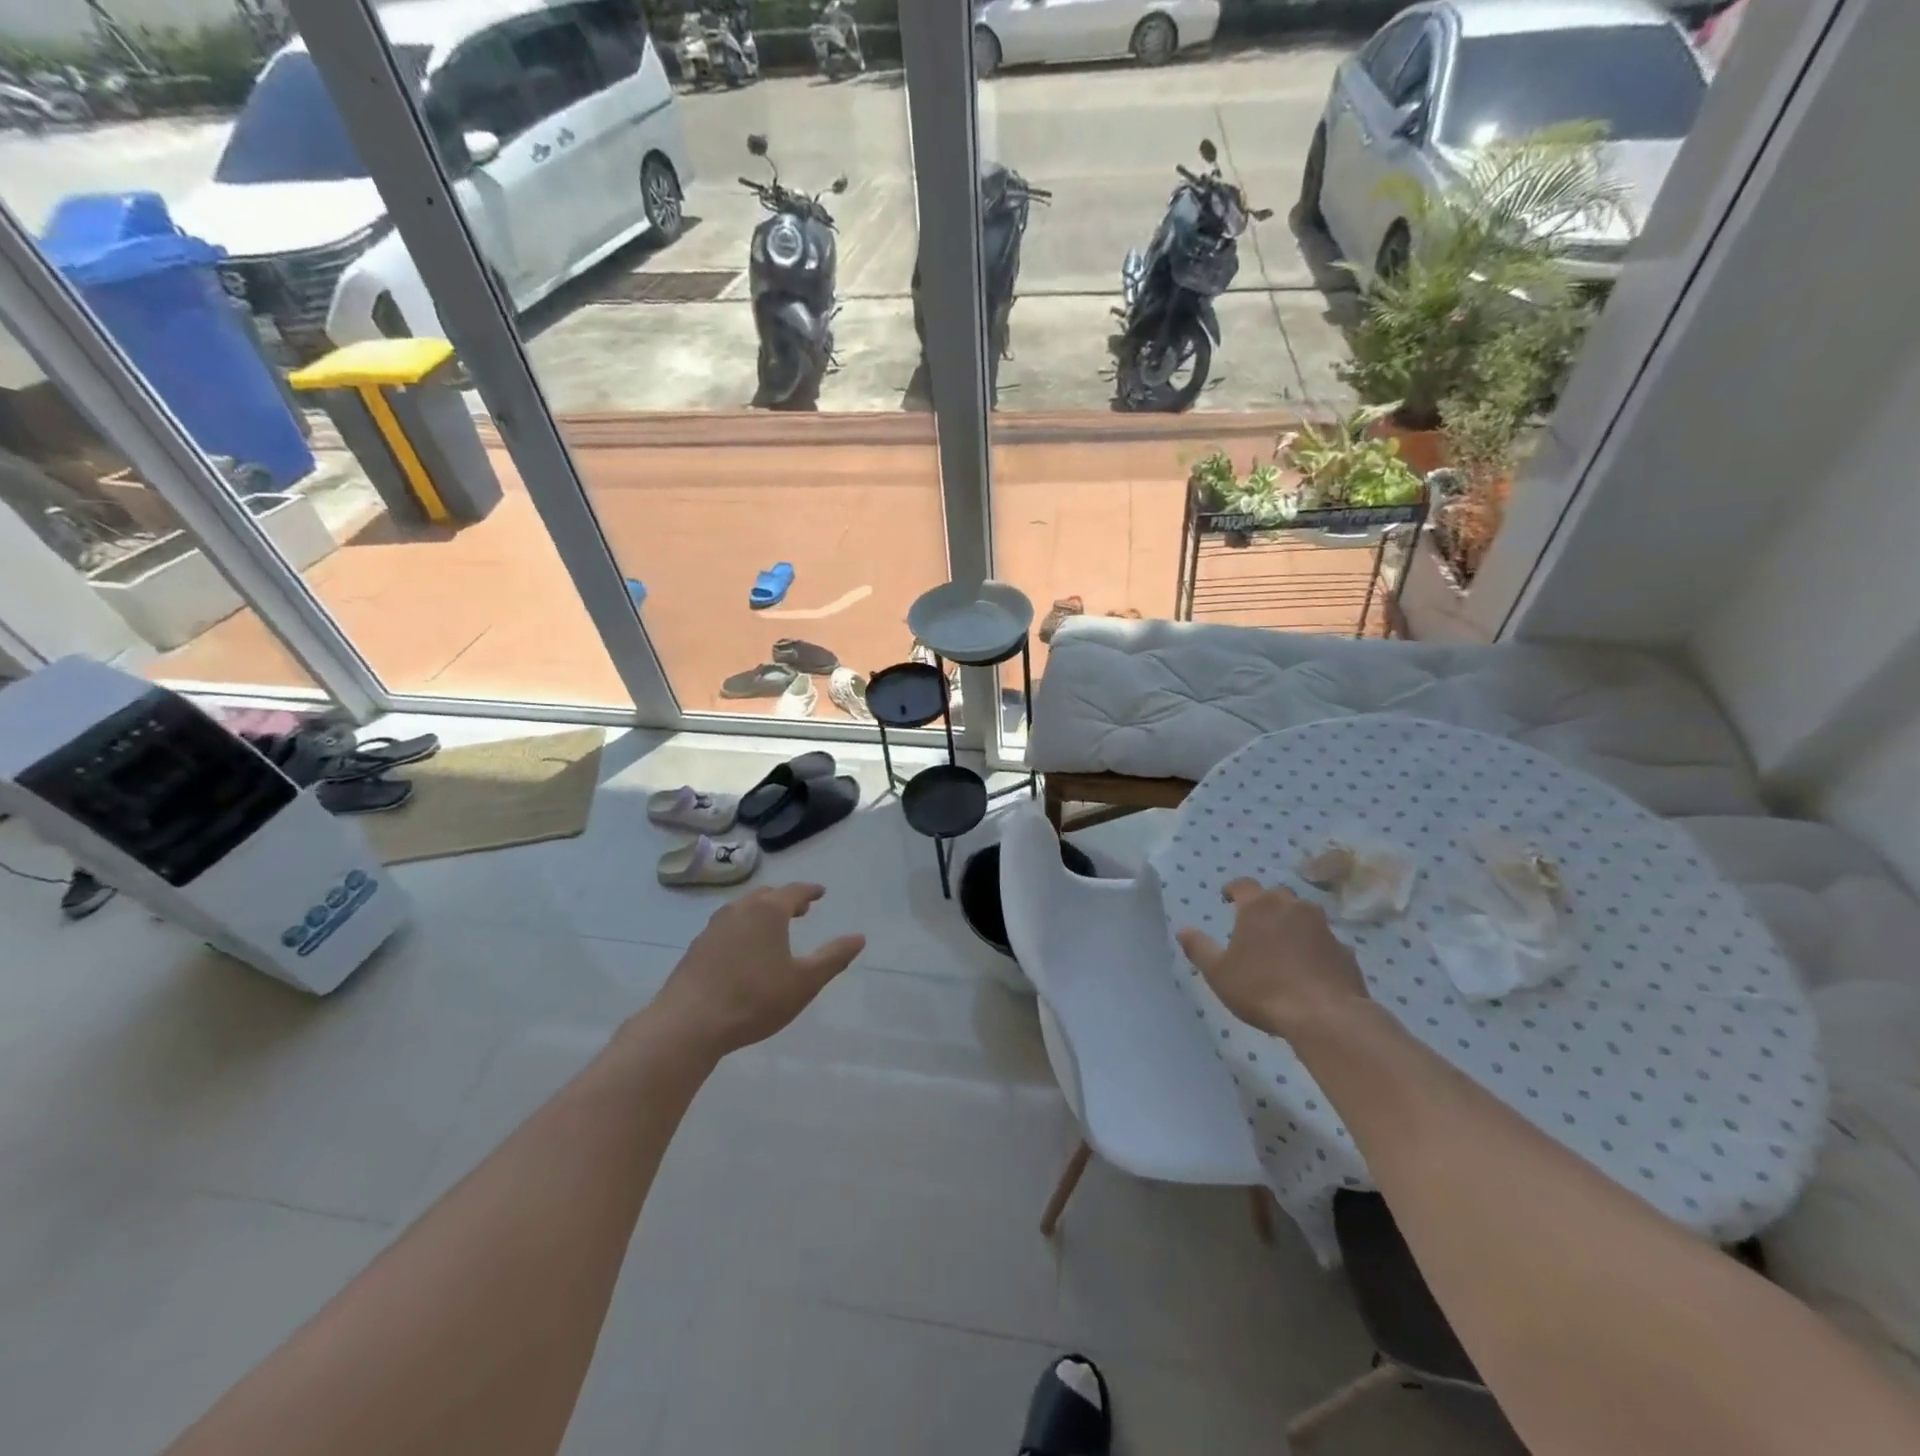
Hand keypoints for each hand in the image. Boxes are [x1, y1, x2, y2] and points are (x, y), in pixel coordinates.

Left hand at [649, 884, 864, 1057]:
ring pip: (742, 910)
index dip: (810, 891)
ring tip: (772, 928)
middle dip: (784, 899)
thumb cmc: (754, 999)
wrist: (688, 1024)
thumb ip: (833, 957)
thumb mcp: (804, 981)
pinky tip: (743, 952)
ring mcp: (712, 929)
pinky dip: (741, 930)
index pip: (793, 891)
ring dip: (760, 913)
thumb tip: (859, 937)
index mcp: (767, 911)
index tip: (820, 892)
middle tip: (800, 909)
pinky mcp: (695, 949)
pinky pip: (725, 928)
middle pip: (765, 896)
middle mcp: (738, 911)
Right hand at [1176, 879, 1370, 1040]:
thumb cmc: (1262, 988)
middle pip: (1276, 897)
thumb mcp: (1218, 972)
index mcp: (1259, 907)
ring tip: (1283, 947)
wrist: (1325, 1016)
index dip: (1232, 889)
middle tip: (1255, 925)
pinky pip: (1325, 942)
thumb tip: (1183, 930)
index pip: (1243, 884)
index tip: (1227, 898)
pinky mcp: (1345, 951)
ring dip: (1292, 925)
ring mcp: (1323, 927)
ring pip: (1304, 917)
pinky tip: (1310, 970)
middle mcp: (1293, 907)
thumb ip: (1199, 948)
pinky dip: (1315, 949)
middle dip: (1264, 906)